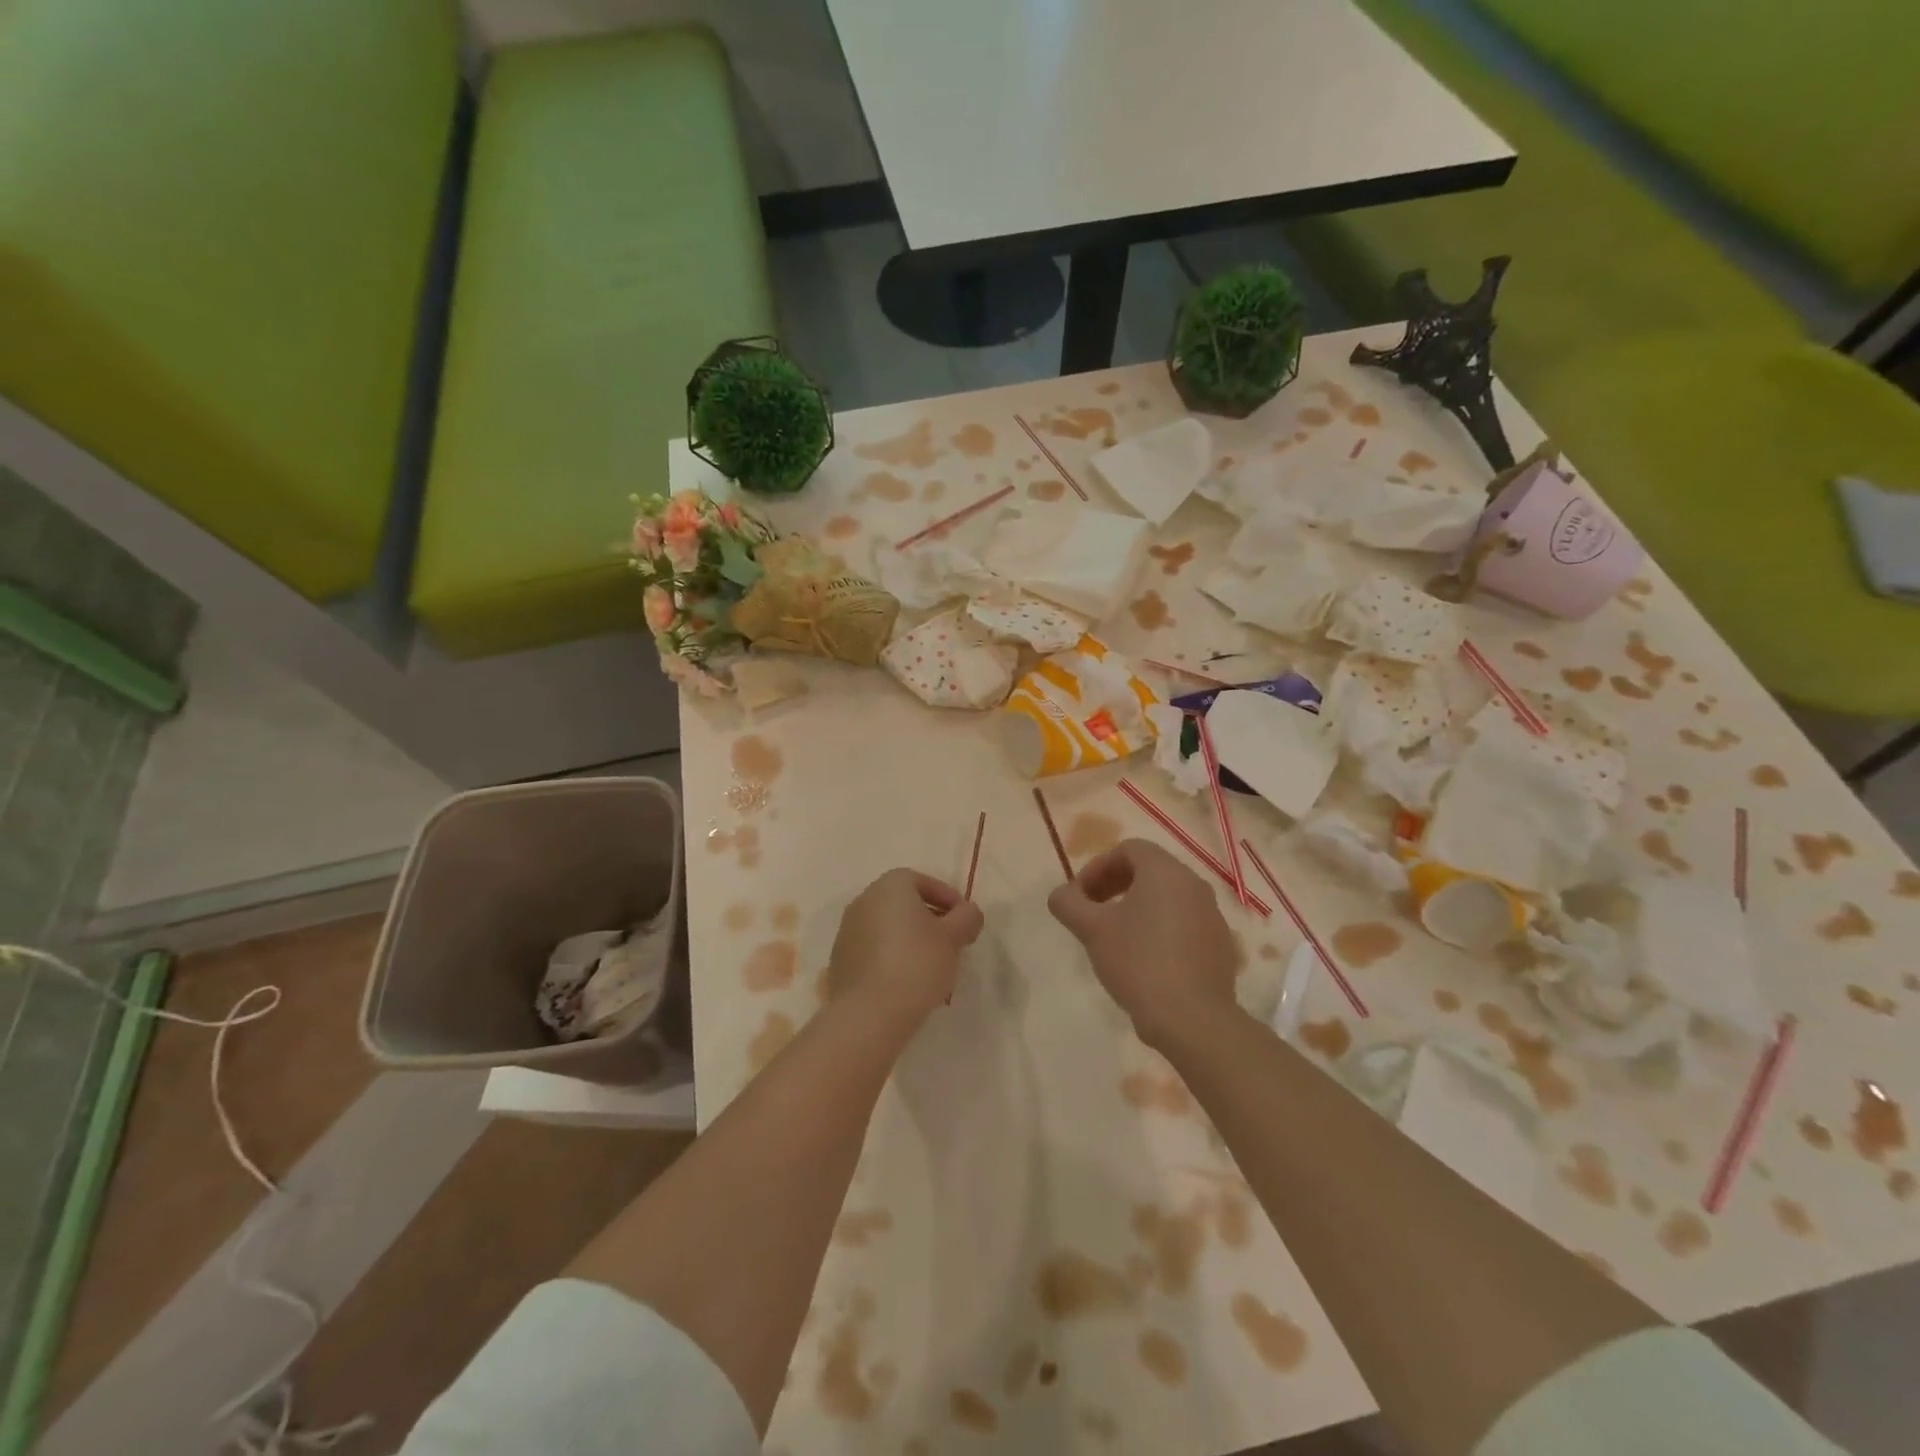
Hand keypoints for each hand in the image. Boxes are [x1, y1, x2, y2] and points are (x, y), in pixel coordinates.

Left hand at [824, 869, 984, 1039]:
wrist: (868, 1013)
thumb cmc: (916, 964)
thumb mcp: (953, 938)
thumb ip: (967, 917)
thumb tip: (968, 912)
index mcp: (889, 886)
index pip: (923, 881)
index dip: (948, 898)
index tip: (964, 921)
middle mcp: (864, 900)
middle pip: (903, 903)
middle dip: (929, 918)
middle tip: (951, 942)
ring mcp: (848, 930)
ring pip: (888, 927)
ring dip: (910, 939)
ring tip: (932, 965)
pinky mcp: (841, 960)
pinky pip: (874, 949)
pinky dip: (892, 956)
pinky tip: (907, 980)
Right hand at [1049, 839, 1238, 1049]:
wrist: (1192, 1019)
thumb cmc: (1138, 962)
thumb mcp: (1092, 930)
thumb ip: (1069, 903)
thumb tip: (1060, 895)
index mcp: (1166, 872)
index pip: (1128, 849)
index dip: (1097, 867)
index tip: (1080, 896)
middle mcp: (1194, 885)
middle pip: (1149, 870)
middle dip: (1115, 885)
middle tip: (1092, 912)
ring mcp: (1211, 916)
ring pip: (1167, 898)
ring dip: (1136, 907)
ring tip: (1115, 937)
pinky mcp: (1219, 945)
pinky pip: (1183, 923)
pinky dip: (1159, 928)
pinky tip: (1143, 960)